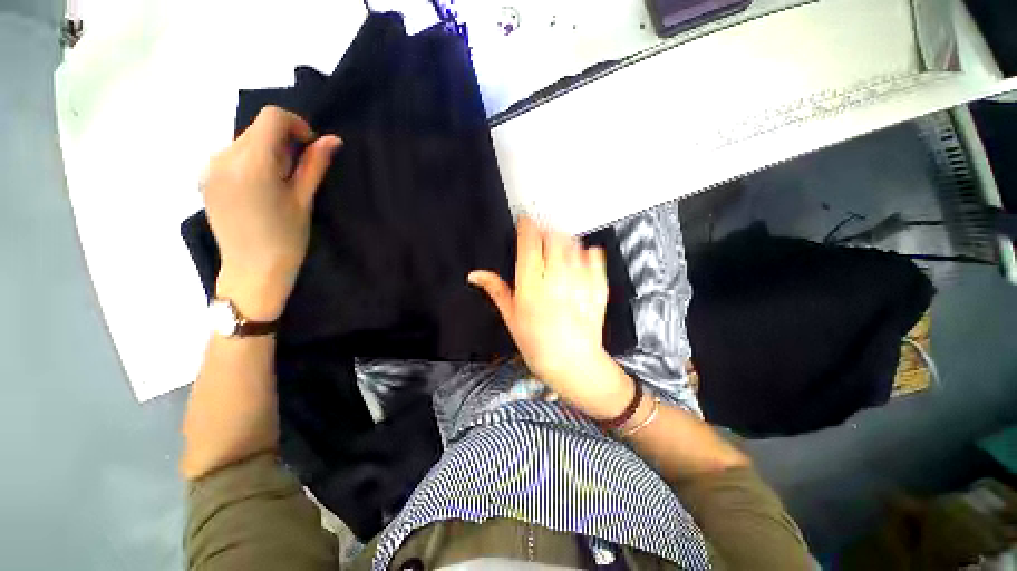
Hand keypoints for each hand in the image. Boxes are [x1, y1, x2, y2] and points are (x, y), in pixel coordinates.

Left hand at [203, 106, 342, 320]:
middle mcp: (224, 157)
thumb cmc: (286, 238)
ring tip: (279, 183)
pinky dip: (251, 161)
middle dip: (283, 140)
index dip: (296, 125)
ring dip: (267, 151)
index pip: (272, 117)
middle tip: (297, 172)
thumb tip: (332, 140)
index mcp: (252, 163)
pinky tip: (260, 189)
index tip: (309, 148)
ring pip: (244, 141)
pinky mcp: (205, 179)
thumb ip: (315, 165)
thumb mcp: (304, 200)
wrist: (252, 270)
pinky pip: (231, 155)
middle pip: (257, 128)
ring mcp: (210, 168)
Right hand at [469, 216, 633, 418]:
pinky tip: (579, 261)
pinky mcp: (598, 286)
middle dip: (546, 230)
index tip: (525, 222)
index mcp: (531, 287)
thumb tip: (475, 275)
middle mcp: (555, 280)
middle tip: (541, 238)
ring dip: (564, 239)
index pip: (529, 242)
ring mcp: (580, 282)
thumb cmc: (537, 344)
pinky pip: (595, 255)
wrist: (573, 363)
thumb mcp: (511, 317)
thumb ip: (496, 290)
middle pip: (553, 236)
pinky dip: (586, 251)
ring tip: (558, 251)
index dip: (526, 226)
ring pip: (573, 242)